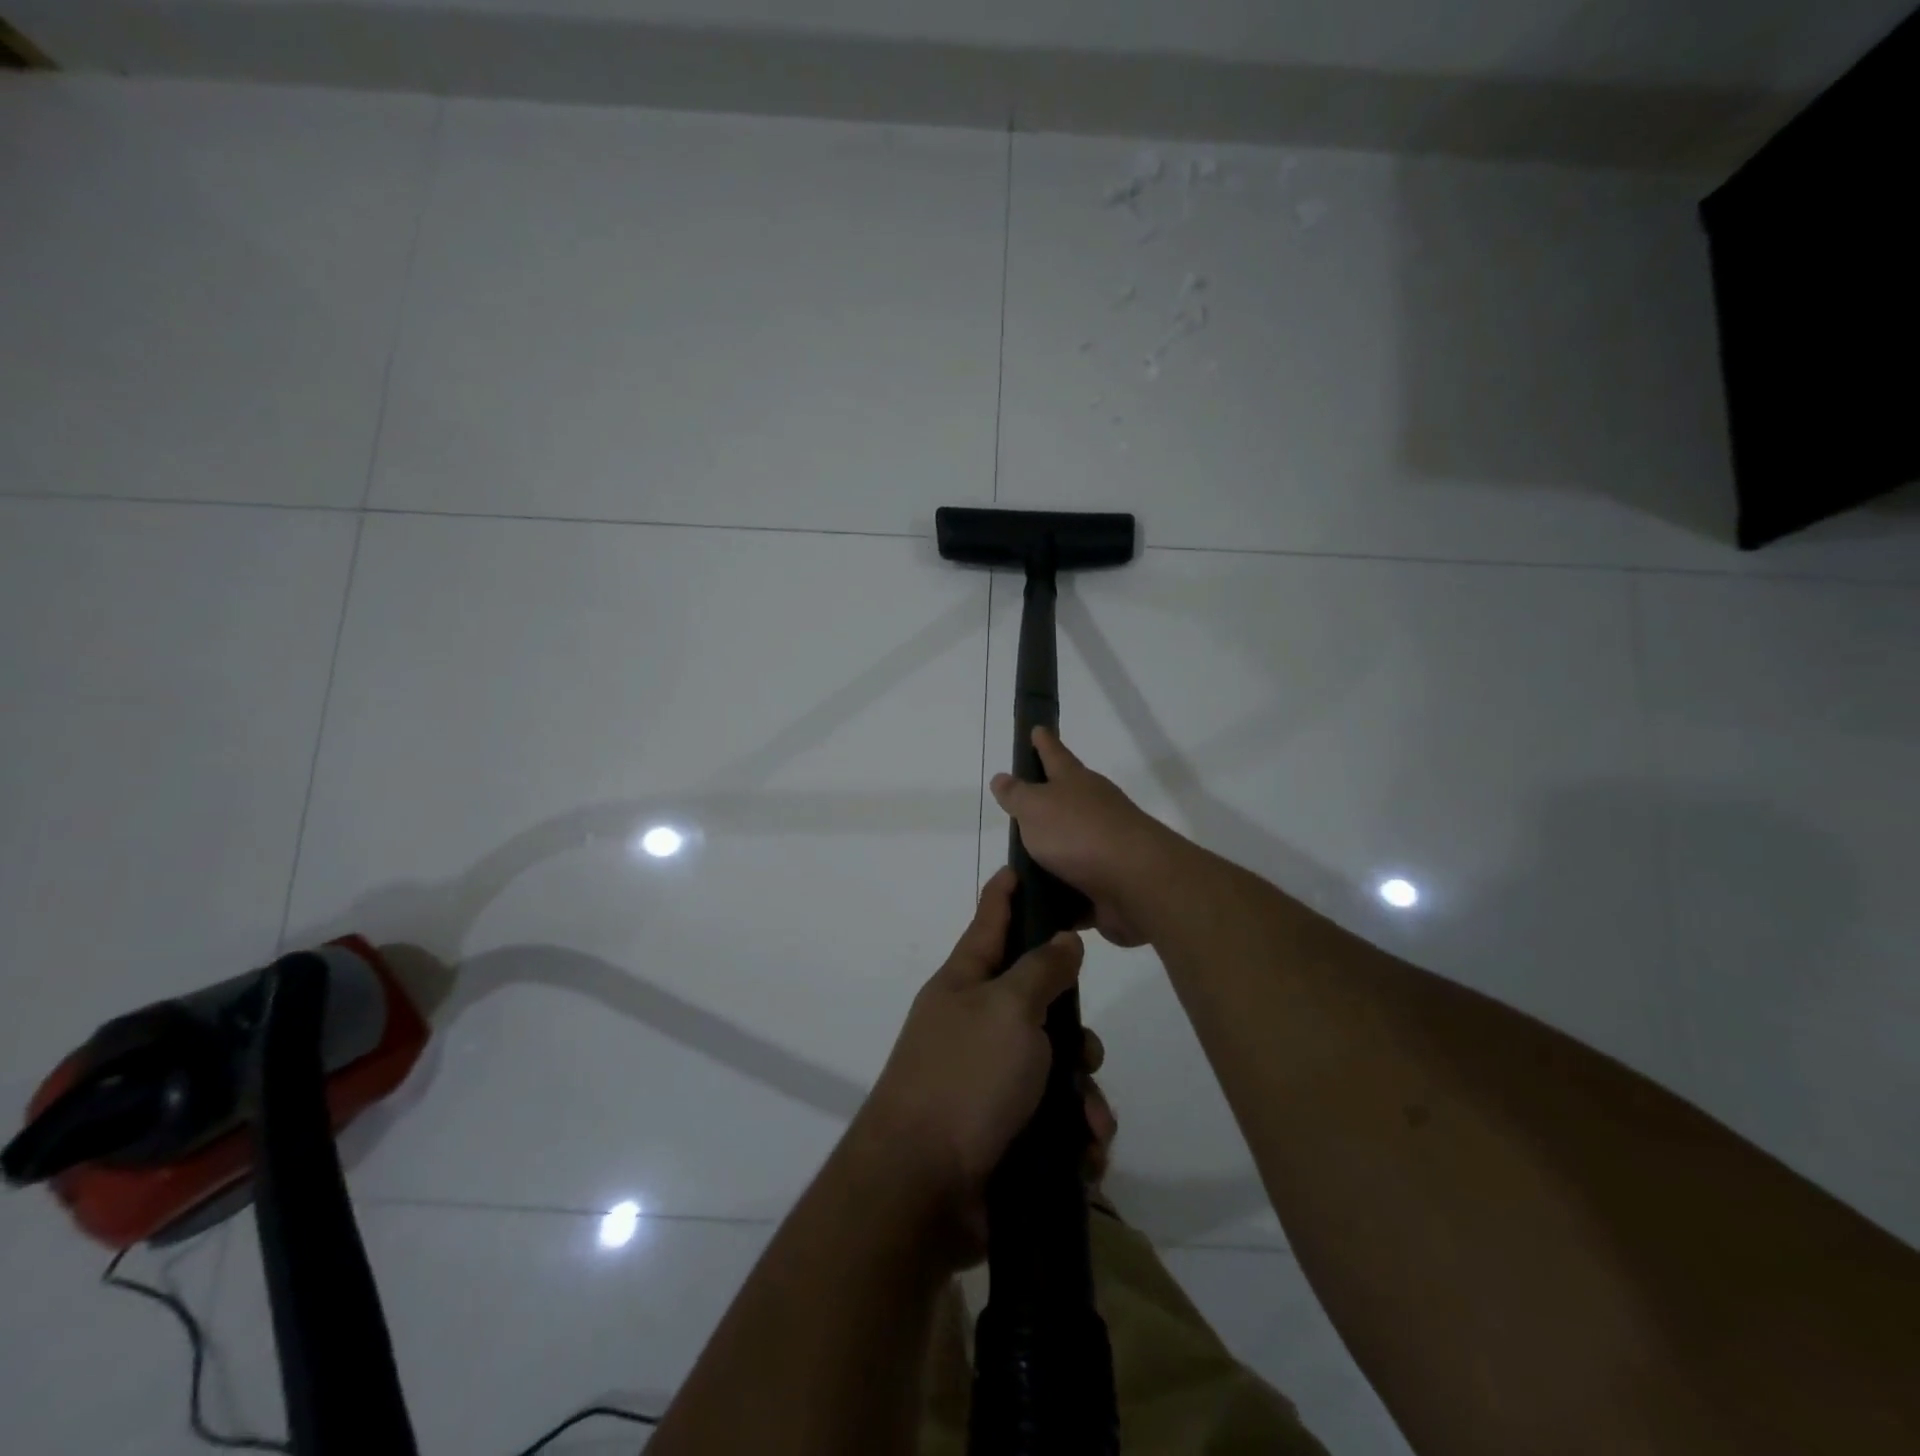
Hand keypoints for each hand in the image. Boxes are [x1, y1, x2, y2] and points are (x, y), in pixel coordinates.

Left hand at [857, 867, 1099, 1262]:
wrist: (921, 1191)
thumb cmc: (965, 1080)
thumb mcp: (1007, 1010)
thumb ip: (1041, 970)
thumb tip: (1062, 940)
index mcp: (965, 985)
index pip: (989, 923)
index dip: (1006, 894)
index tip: (1020, 866)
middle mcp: (975, 1026)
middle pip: (1037, 1004)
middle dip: (1073, 1030)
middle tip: (1085, 1051)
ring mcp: (986, 1082)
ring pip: (1054, 1068)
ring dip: (1082, 1096)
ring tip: (1090, 1124)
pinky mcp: (1002, 1133)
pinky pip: (1053, 1121)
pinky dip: (1074, 1137)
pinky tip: (1084, 1155)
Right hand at [989, 728, 1174, 948]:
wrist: (1136, 882)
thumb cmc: (1079, 833)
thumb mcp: (1036, 807)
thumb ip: (1017, 795)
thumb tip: (1002, 777)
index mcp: (1075, 782)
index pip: (1054, 754)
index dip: (1043, 742)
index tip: (1037, 728)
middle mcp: (1093, 809)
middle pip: (1067, 799)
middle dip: (1047, 800)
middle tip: (1020, 805)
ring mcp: (1104, 847)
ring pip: (1071, 845)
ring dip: (1051, 853)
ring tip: (1019, 864)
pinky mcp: (1108, 883)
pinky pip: (1076, 887)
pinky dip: (1060, 893)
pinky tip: (1040, 903)